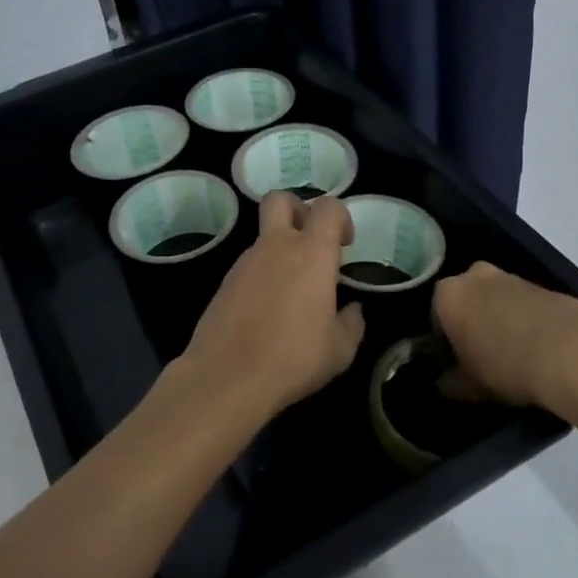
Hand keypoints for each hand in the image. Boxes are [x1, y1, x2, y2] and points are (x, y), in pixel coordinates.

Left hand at [178, 193, 365, 418]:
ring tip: (292, 294)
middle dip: (298, 209)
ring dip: (280, 251)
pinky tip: (268, 313)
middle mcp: (275, 247)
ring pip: (264, 237)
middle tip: (311, 242)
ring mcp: (244, 263)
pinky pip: (249, 266)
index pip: (327, 207)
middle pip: (280, 200)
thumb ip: (352, 323)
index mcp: (311, 253)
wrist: (227, 377)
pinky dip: (262, 277)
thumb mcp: (340, 350)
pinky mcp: (224, 284)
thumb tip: (353, 311)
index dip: (340, 217)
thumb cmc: (293, 358)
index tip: (345, 245)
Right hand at [432, 262, 577, 413]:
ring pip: (496, 301)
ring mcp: (512, 277)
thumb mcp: (471, 385)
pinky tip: (537, 349)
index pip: (436, 318)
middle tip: (482, 358)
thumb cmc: (506, 365)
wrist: (573, 352)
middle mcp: (476, 276)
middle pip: (467, 302)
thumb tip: (445, 384)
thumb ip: (452, 383)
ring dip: (499, 321)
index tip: (457, 365)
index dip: (445, 344)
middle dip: (472, 325)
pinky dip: (525, 321)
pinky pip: (524, 305)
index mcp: (448, 295)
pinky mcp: (544, 285)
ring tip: (513, 356)